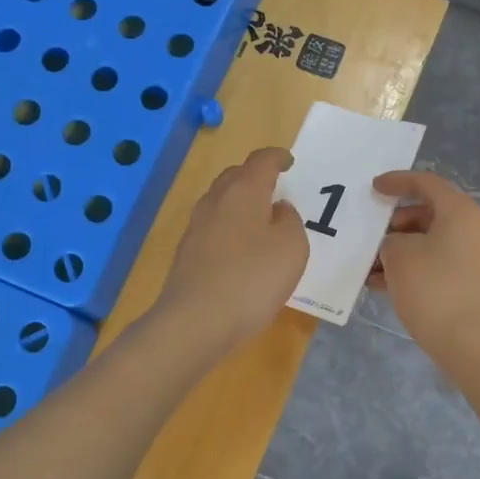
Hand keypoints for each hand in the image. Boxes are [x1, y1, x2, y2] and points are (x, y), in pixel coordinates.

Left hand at [155, 147, 307, 352]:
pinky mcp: (187, 253)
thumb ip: (290, 221)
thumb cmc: (253, 278)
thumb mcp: (292, 248)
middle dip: (255, 176)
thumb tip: (277, 210)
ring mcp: (196, 227)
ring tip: (260, 219)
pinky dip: (230, 227)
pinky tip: (241, 249)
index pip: (261, 161)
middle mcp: (215, 201)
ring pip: (221, 201)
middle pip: (235, 176)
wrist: (196, 321)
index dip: (277, 157)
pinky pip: (213, 227)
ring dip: (240, 203)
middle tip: (274, 188)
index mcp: (244, 191)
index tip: (288, 162)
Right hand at [370, 170, 479, 361]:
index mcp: (461, 212)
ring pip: (430, 242)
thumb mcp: (399, 256)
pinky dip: (412, 269)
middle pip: (428, 214)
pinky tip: (382, 286)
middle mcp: (474, 229)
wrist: (473, 344)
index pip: (426, 183)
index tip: (372, 188)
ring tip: (368, 267)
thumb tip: (397, 247)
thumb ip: (391, 241)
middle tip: (368, 237)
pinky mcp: (472, 284)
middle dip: (394, 224)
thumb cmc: (434, 289)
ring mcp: (476, 258)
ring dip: (399, 250)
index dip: (397, 181)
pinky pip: (436, 265)